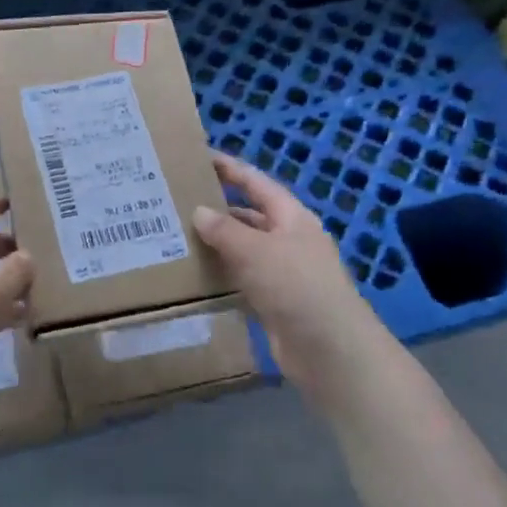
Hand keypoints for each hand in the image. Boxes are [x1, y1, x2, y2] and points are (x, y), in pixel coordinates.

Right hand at [192, 152, 397, 407]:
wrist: (330, 350)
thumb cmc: (296, 287)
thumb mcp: (256, 250)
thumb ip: (225, 230)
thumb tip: (199, 211)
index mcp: (292, 218)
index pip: (257, 183)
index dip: (231, 169)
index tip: (201, 157)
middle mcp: (289, 240)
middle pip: (250, 216)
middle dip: (219, 208)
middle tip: (178, 201)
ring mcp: (283, 273)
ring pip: (244, 250)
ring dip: (217, 244)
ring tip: (177, 235)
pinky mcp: (274, 302)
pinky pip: (242, 280)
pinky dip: (222, 275)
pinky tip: (195, 274)